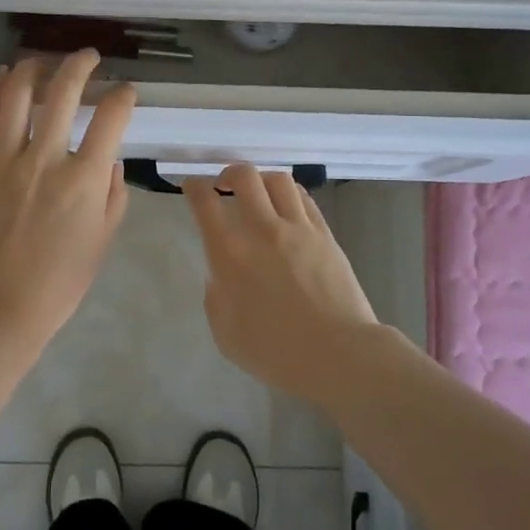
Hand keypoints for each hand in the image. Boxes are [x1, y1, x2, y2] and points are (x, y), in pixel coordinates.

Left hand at [0, 50, 136, 346]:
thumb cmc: (59, 282)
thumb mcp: (102, 242)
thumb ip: (113, 196)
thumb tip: (110, 160)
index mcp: (85, 180)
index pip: (111, 119)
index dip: (123, 97)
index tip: (126, 91)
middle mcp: (46, 159)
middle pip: (64, 93)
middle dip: (80, 65)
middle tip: (88, 57)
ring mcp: (6, 161)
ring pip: (19, 97)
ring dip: (33, 68)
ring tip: (42, 59)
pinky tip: (3, 76)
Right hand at [185, 163, 384, 406]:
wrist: (339, 355)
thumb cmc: (276, 353)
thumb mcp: (226, 334)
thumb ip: (216, 299)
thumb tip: (220, 276)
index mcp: (229, 253)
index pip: (204, 202)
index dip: (193, 187)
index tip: (190, 187)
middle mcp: (262, 230)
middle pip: (243, 176)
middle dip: (228, 174)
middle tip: (224, 187)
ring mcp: (298, 228)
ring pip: (277, 180)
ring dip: (261, 180)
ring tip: (258, 194)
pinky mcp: (325, 234)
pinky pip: (304, 199)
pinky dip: (289, 194)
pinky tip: (286, 207)